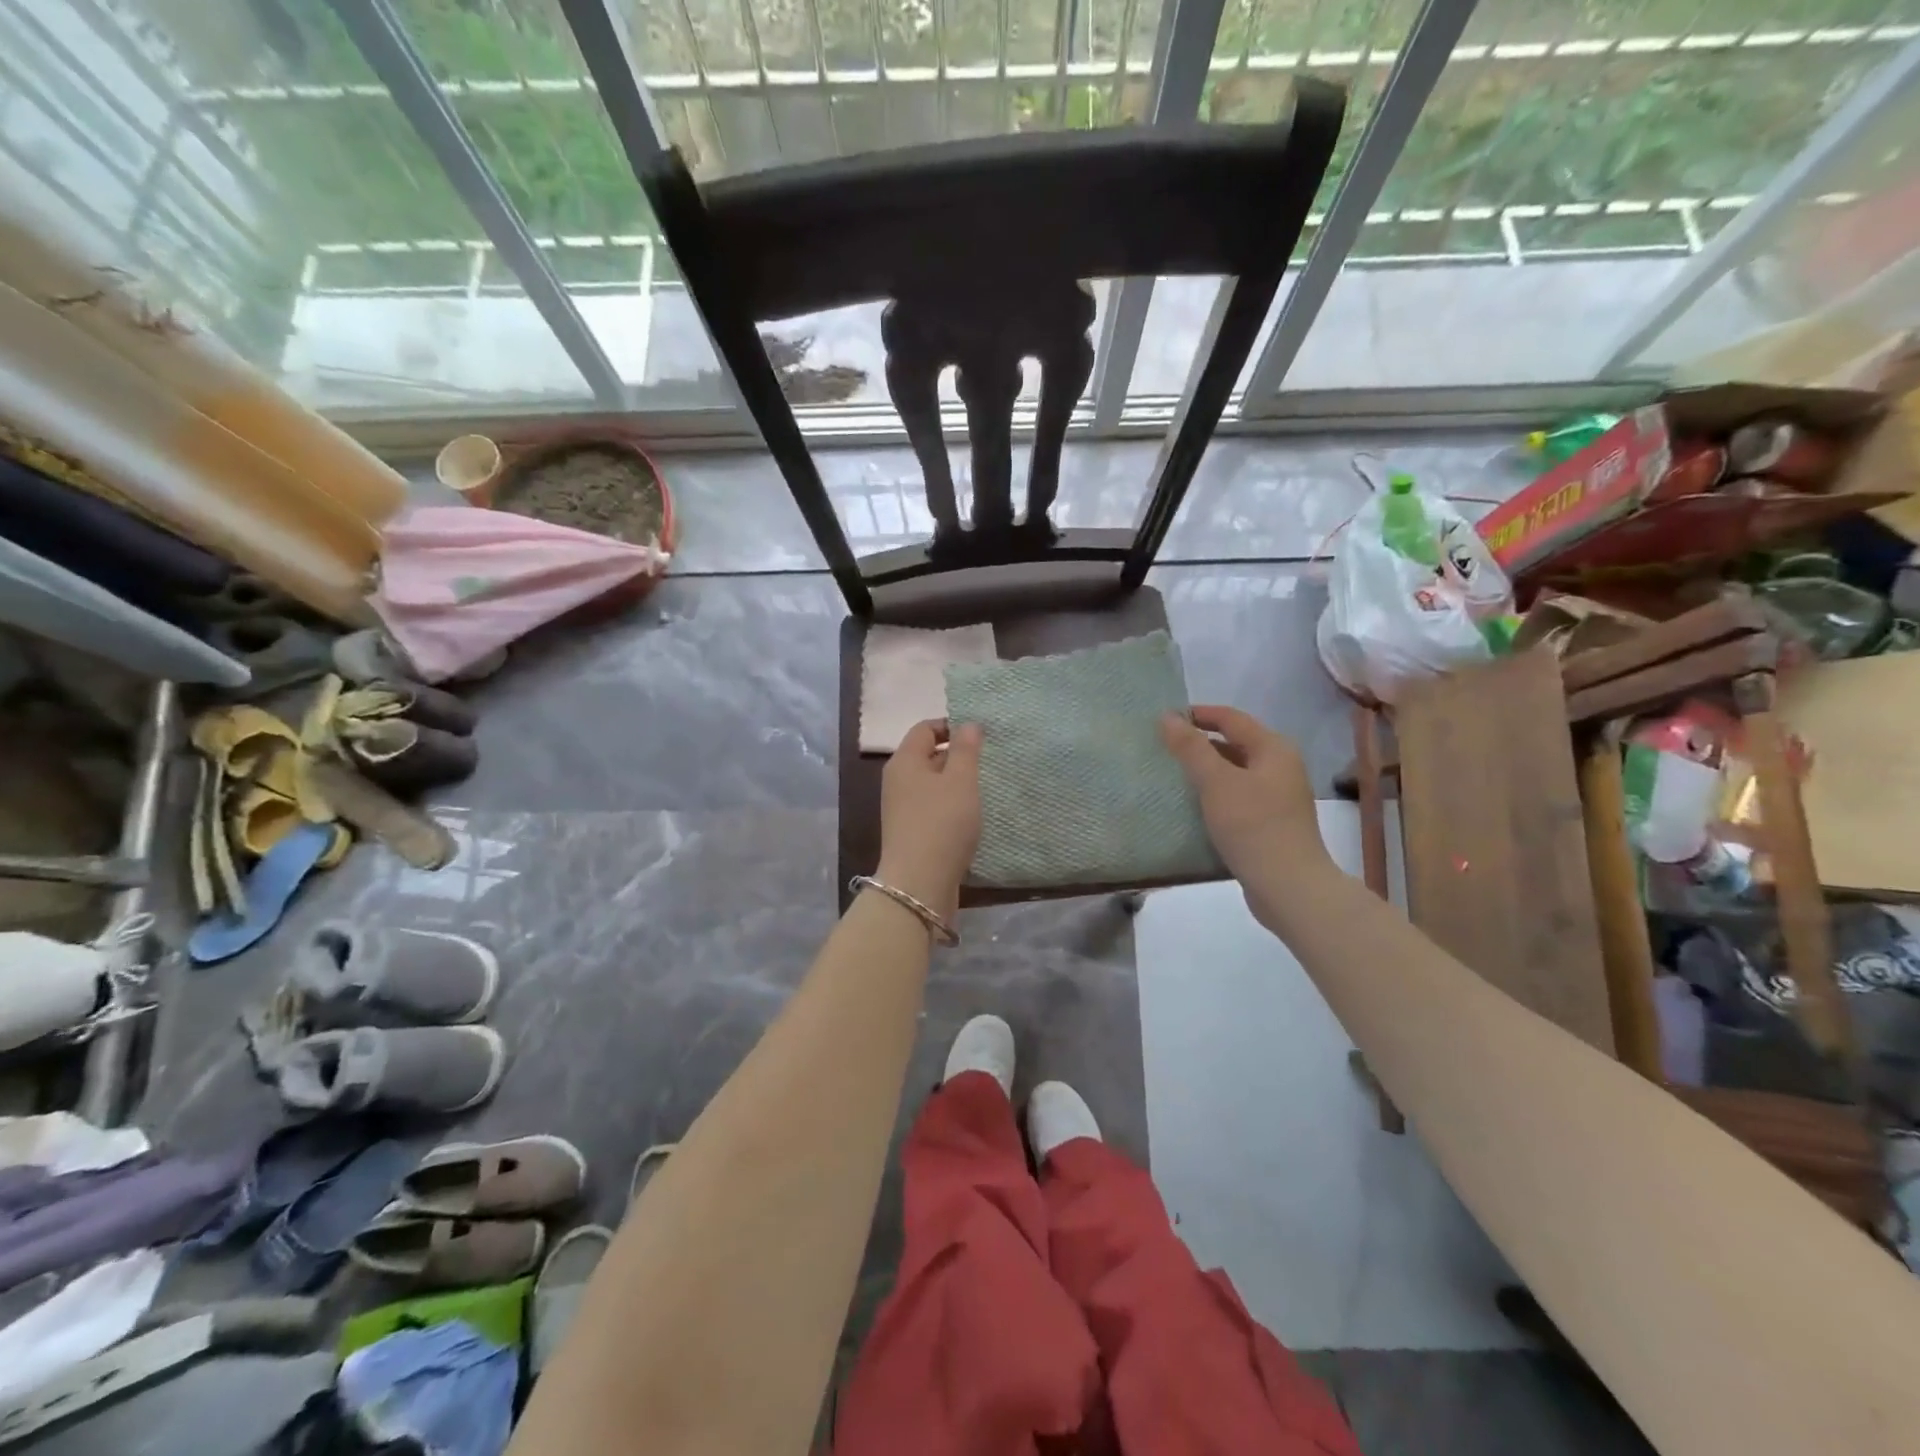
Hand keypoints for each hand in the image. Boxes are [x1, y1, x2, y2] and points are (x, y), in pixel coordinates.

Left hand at [876, 719, 983, 921]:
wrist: (919, 884)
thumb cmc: (942, 823)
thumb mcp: (960, 780)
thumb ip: (966, 749)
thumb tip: (968, 724)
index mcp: (904, 761)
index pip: (925, 728)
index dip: (952, 726)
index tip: (981, 737)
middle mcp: (898, 780)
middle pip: (928, 755)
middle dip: (957, 756)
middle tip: (988, 763)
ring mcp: (902, 808)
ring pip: (932, 784)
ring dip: (957, 784)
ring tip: (985, 789)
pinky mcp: (911, 832)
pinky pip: (933, 808)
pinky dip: (952, 807)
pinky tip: (972, 816)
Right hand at [1160, 706, 1332, 905]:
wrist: (1289, 887)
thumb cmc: (1253, 826)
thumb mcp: (1216, 782)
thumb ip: (1190, 748)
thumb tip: (1168, 716)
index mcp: (1273, 749)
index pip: (1231, 718)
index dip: (1198, 714)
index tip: (1163, 720)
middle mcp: (1280, 766)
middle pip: (1234, 743)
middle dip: (1199, 743)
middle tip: (1163, 748)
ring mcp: (1277, 796)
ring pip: (1234, 772)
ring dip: (1205, 770)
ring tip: (1171, 775)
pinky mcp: (1270, 822)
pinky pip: (1236, 796)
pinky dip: (1214, 794)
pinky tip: (1192, 805)